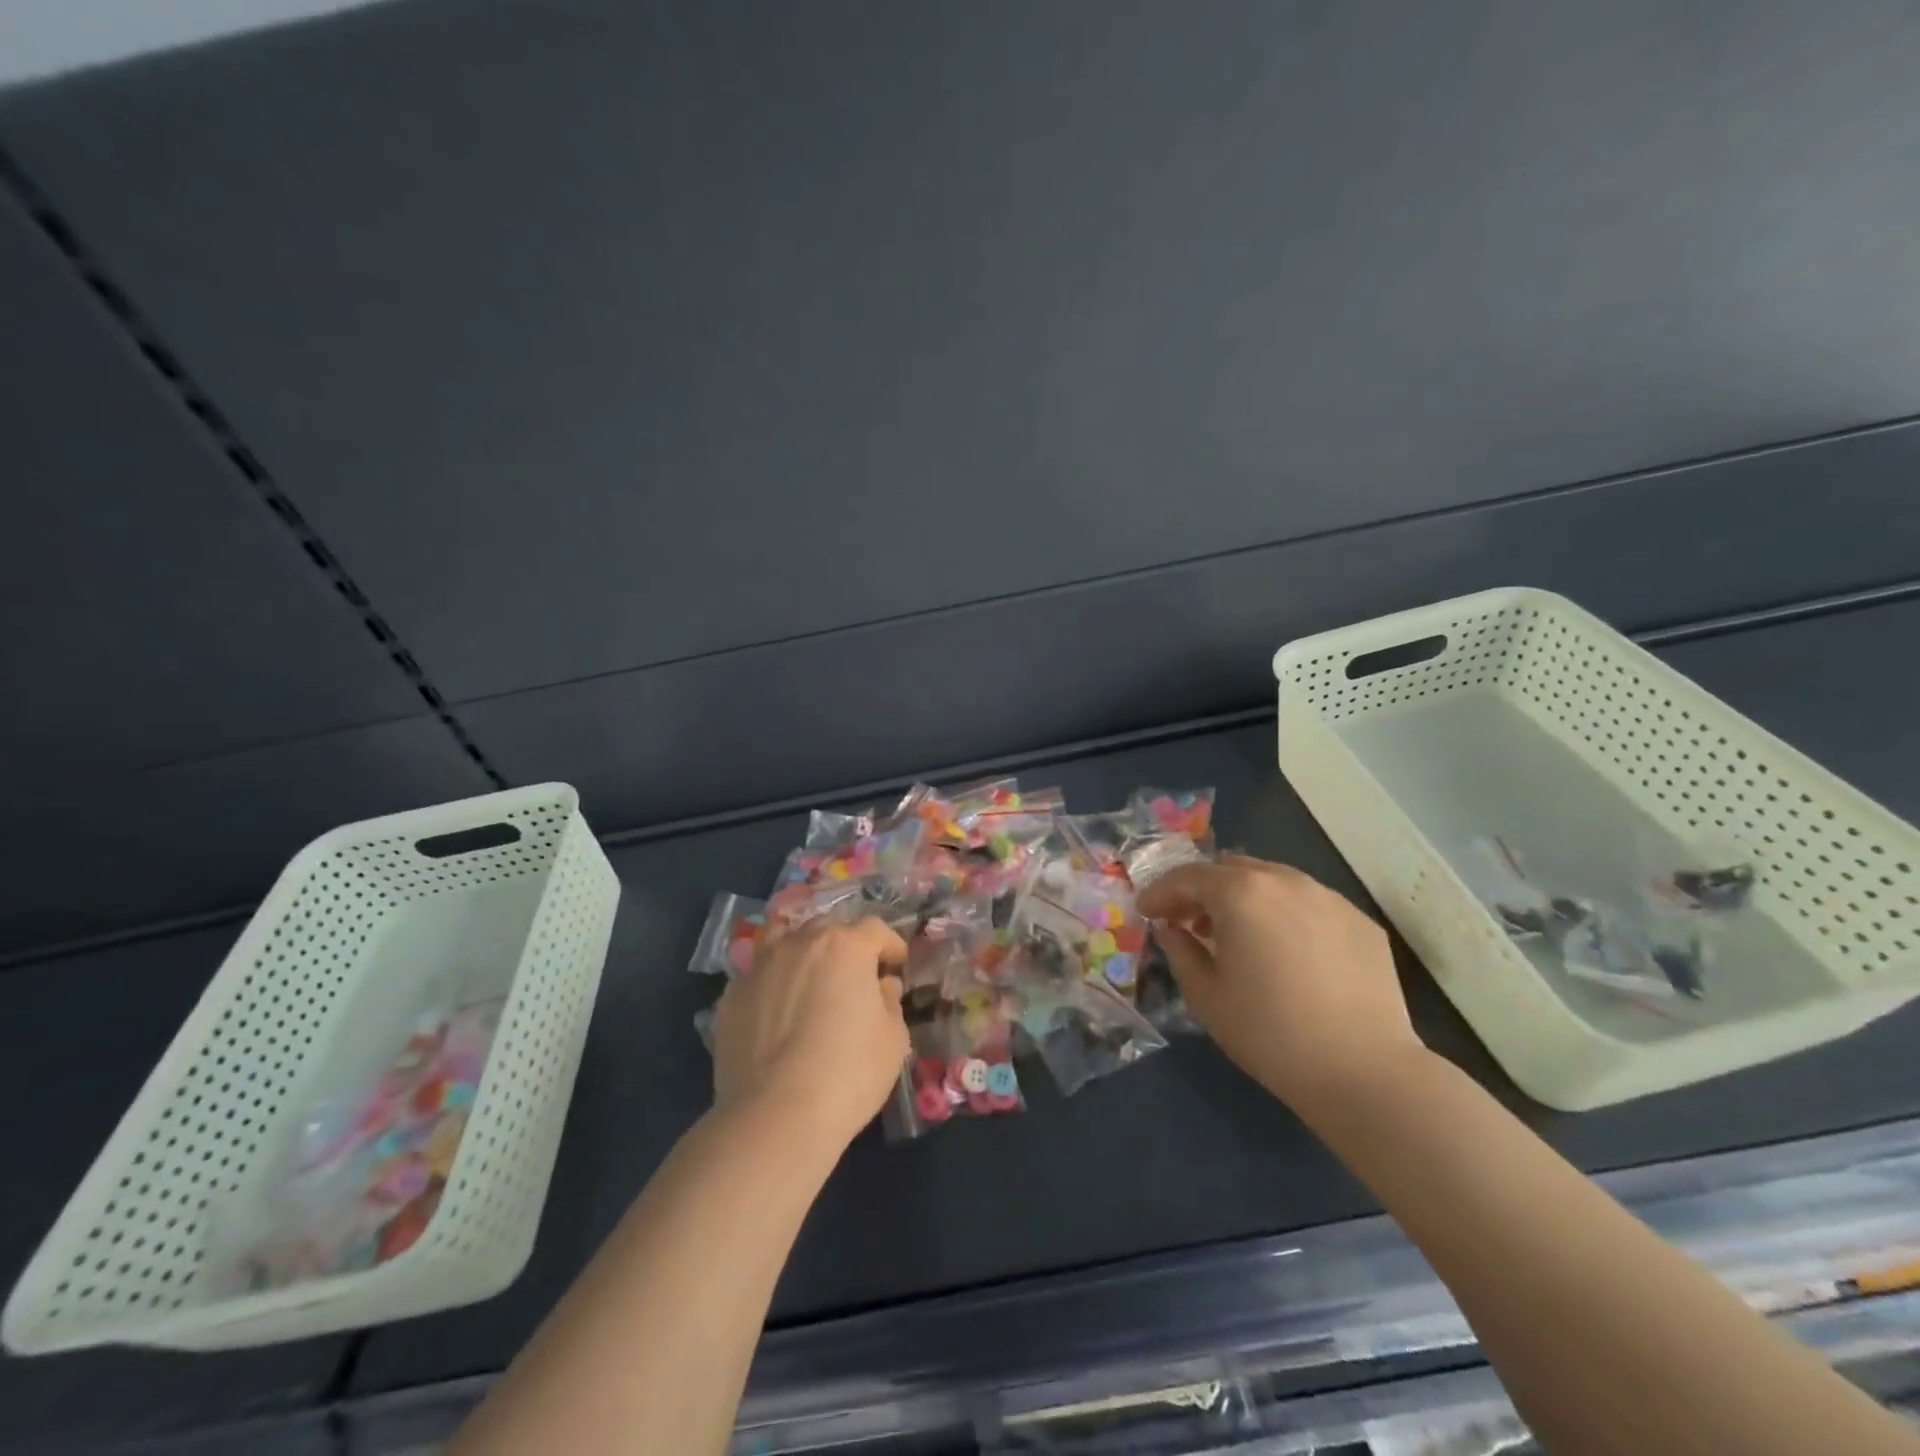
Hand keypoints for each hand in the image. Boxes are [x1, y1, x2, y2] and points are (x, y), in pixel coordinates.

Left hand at [711, 917, 908, 1148]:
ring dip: (805, 955)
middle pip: (829, 929)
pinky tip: (778, 1013)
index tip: (896, 967)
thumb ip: (890, 1002)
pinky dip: (775, 984)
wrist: (774, 1116)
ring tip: (812, 982)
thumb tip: (881, 987)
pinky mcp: (732, 995)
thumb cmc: (848, 1073)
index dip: (890, 946)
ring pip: (787, 942)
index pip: (875, 929)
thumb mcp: (894, 1039)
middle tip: (856, 977)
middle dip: (848, 946)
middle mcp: (801, 943)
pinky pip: (760, 976)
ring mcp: (761, 966)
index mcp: (846, 946)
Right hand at [1135, 855, 1427, 1115]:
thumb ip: (1180, 950)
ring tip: (1238, 934)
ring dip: (1245, 898)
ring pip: (1273, 880)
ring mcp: (1329, 898)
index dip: (1160, 893)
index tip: (1146, 912)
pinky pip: (1309, 904)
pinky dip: (1284, 915)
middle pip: (1231, 869)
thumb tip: (1171, 929)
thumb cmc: (1269, 1033)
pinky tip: (1285, 952)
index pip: (1187, 877)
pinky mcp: (1361, 922)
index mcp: (1241, 892)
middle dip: (1203, 890)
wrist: (1364, 1072)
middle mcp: (1285, 881)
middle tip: (1188, 921)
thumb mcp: (1206, 995)